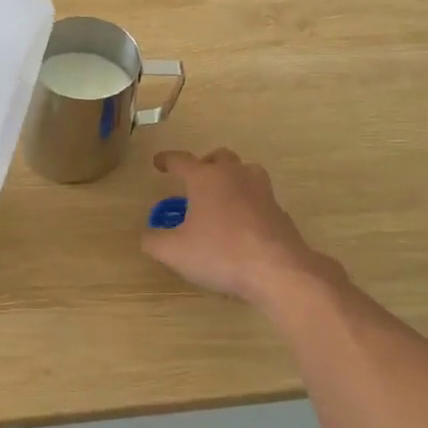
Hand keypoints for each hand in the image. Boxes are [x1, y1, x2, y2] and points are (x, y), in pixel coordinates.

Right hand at [140, 149, 336, 306]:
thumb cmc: (221, 253)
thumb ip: (154, 241)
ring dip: (232, 178)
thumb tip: (148, 236)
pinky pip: (260, 197)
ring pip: (245, 171)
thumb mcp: (175, 252)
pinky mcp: (279, 211)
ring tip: (221, 198)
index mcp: (205, 178)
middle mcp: (234, 175)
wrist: (278, 270)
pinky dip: (248, 203)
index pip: (181, 160)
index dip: (166, 160)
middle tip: (195, 180)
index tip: (158, 162)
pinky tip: (242, 224)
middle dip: (205, 164)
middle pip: (219, 157)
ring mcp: (261, 191)